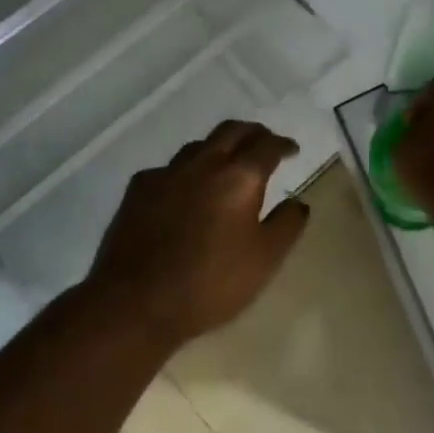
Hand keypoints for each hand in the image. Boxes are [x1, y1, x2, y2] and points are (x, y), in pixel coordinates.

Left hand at [84, 120, 310, 346]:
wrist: (136, 301)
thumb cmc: (210, 284)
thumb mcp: (264, 261)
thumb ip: (286, 225)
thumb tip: (297, 201)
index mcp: (239, 178)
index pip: (267, 146)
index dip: (282, 145)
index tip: (291, 150)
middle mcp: (203, 164)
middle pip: (231, 131)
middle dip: (252, 133)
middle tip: (264, 142)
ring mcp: (166, 173)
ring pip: (198, 146)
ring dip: (219, 147)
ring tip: (227, 163)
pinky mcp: (138, 188)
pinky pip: (169, 168)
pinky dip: (186, 171)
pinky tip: (185, 189)